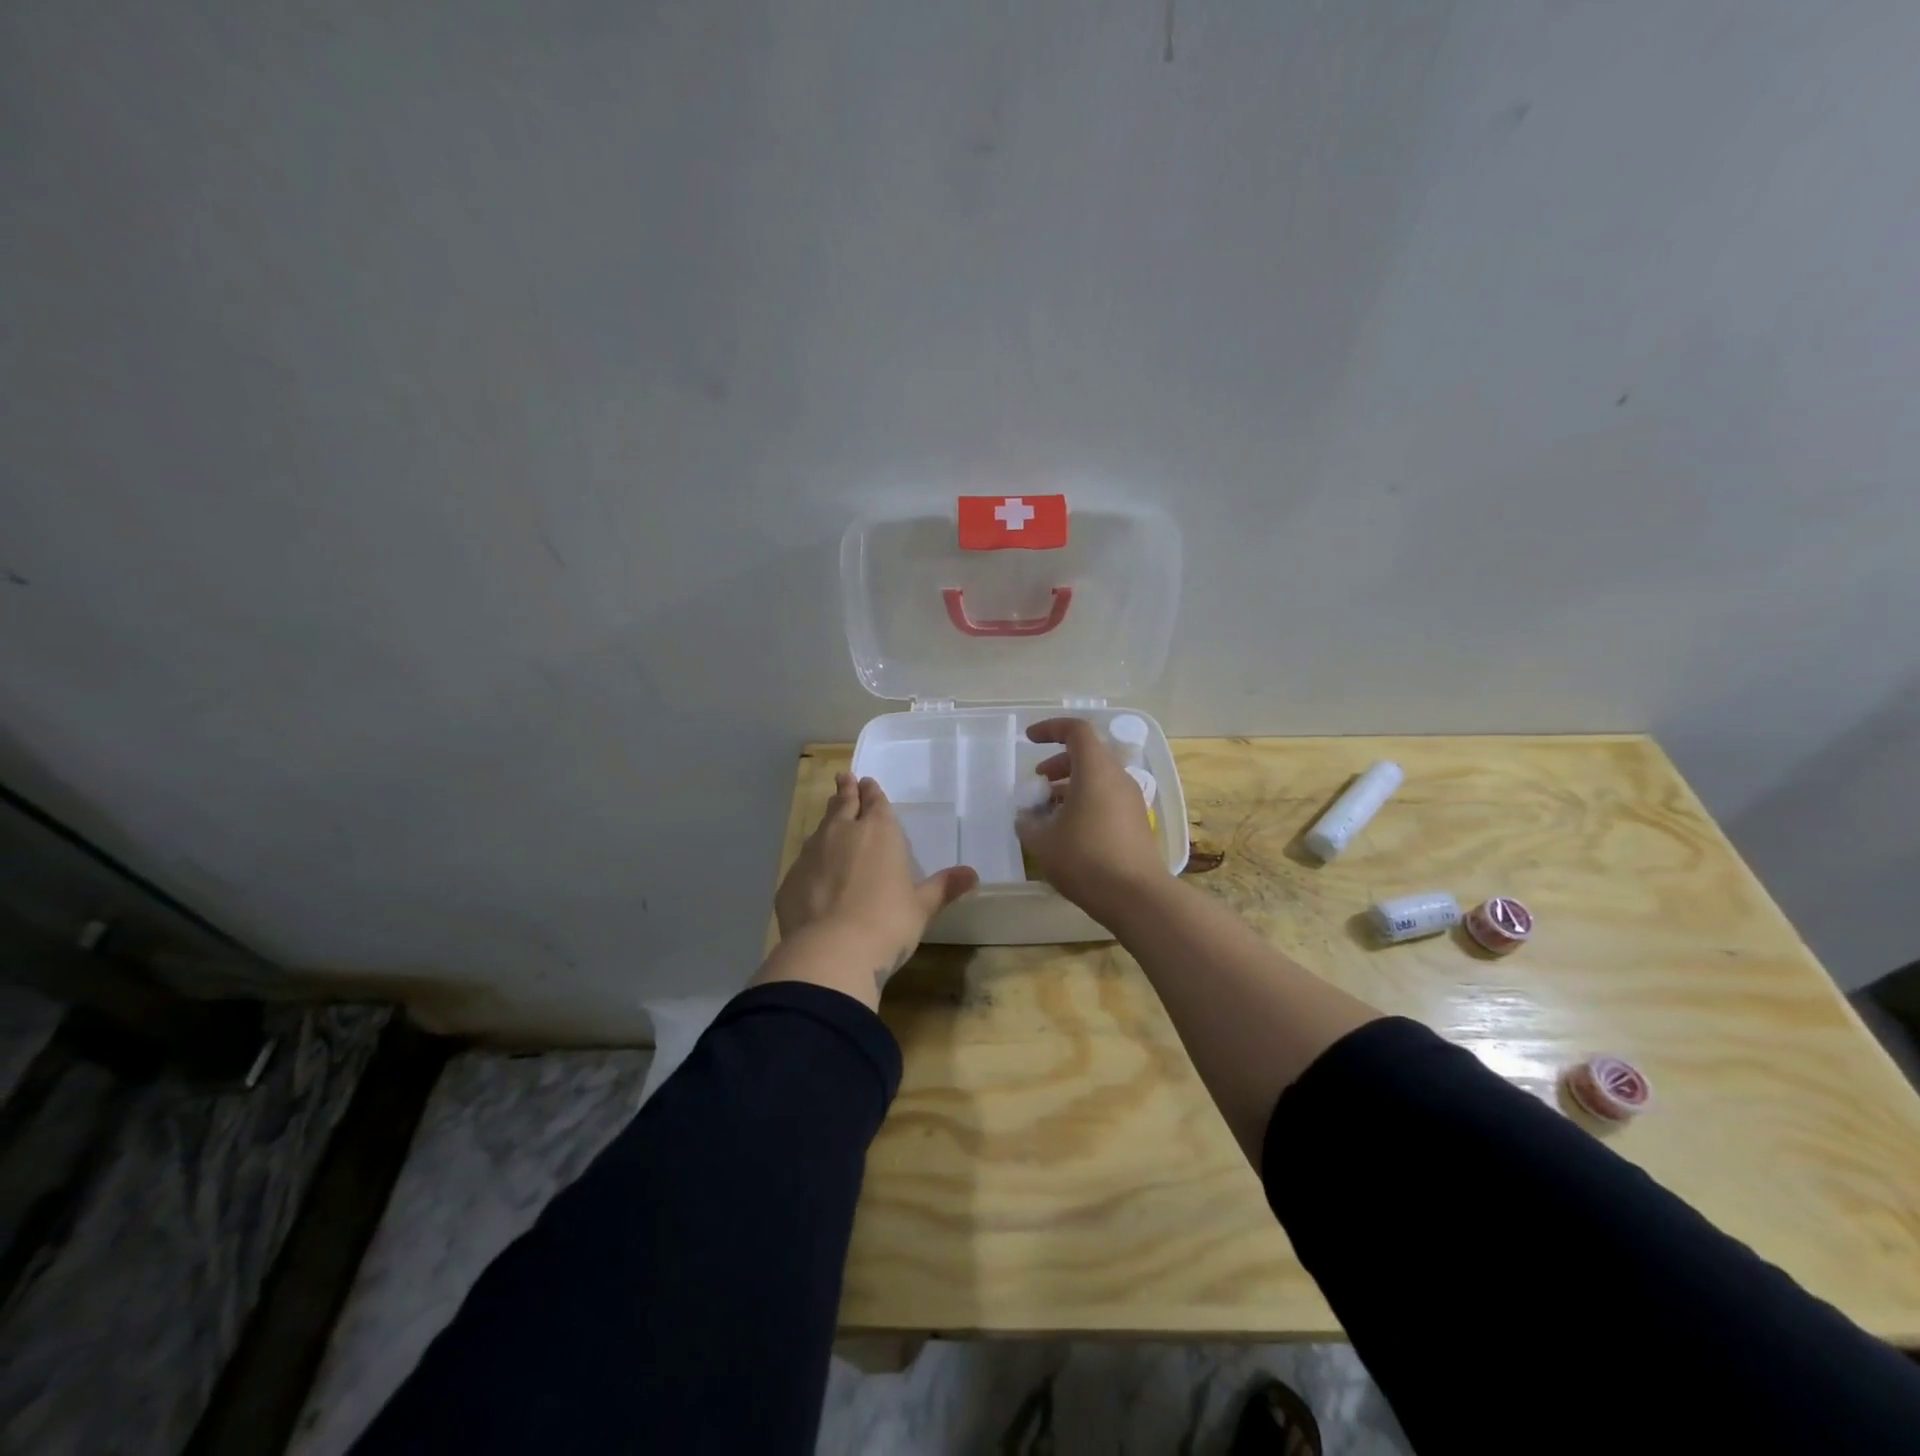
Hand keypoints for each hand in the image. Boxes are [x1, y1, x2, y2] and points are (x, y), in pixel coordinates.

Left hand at [770, 773, 978, 1000]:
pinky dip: (812, 856)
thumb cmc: (886, 924)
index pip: (875, 802)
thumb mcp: (921, 908)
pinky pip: (804, 859)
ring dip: (828, 819)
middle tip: (844, 778)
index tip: (866, 782)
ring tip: (830, 812)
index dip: (871, 792)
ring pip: (821, 827)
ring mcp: (812, 854)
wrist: (830, 952)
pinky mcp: (791, 879)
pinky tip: (814, 867)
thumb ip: (942, 888)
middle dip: (846, 791)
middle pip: (843, 804)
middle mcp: (843, 833)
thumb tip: (972, 874)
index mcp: (879, 832)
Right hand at [1015, 718, 1166, 920]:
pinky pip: (1107, 798)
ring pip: (1098, 778)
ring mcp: (1131, 801)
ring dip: (1071, 785)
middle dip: (1059, 762)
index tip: (1029, 739)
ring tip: (1048, 808)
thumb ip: (1028, 823)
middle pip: (1088, 754)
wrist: (1136, 896)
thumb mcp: (1043, 841)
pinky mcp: (1136, 823)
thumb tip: (1026, 817)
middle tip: (1038, 781)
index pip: (1076, 731)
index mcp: (1095, 770)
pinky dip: (1085, 801)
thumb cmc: (1085, 859)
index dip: (1050, 729)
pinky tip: (1069, 829)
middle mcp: (1117, 778)